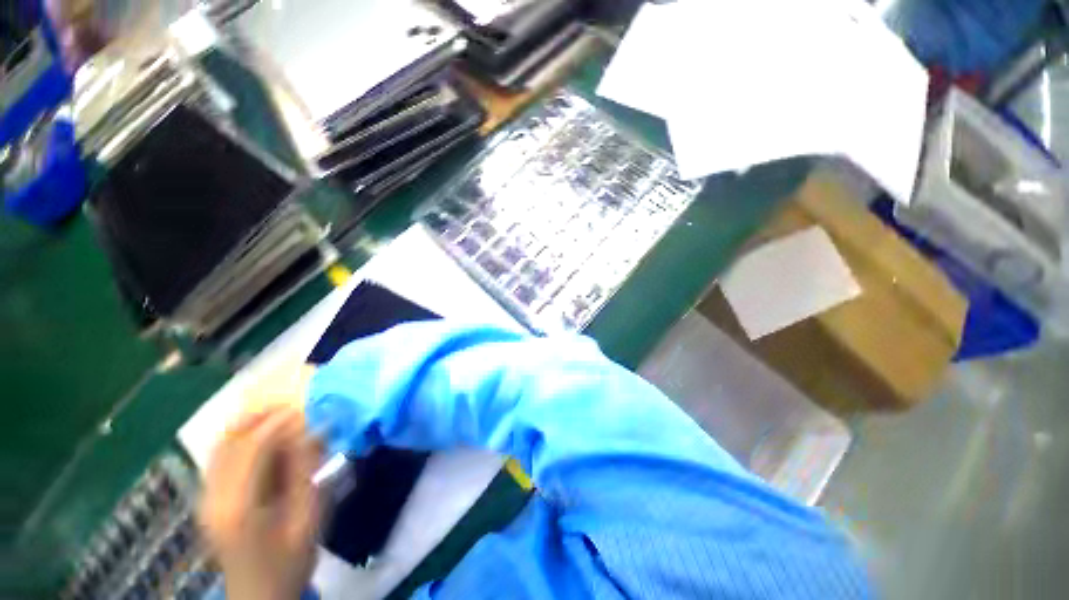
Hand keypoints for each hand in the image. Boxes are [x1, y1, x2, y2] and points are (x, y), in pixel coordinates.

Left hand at [199, 407, 322, 599]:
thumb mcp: (308, 517)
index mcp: (239, 505)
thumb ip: (306, 471)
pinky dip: (241, 439)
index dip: (279, 421)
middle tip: (293, 403)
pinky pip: (220, 458)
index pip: (252, 447)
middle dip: (261, 415)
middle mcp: (213, 497)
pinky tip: (264, 437)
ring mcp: (206, 498)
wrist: (259, 597)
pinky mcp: (208, 500)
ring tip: (281, 412)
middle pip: (229, 441)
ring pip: (220, 446)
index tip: (306, 407)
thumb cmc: (289, 560)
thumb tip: (313, 430)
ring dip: (249, 424)